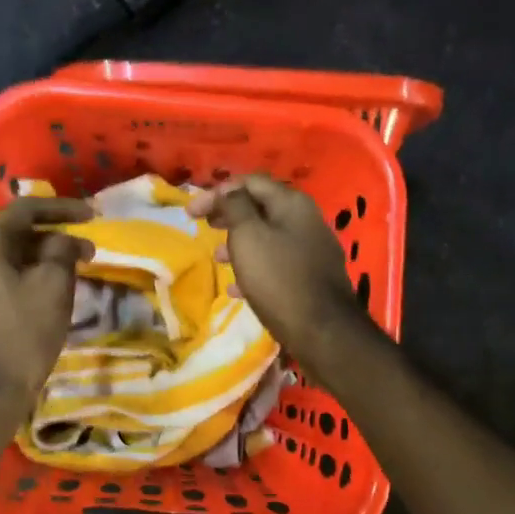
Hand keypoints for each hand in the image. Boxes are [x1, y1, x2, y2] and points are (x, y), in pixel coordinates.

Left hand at [0, 196, 93, 416]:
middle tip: (89, 251)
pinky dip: (30, 281)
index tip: (93, 215)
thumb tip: (65, 240)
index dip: (62, 208)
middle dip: (55, 238)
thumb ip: (62, 251)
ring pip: (11, 261)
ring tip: (75, 274)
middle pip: (16, 235)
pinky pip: (3, 284)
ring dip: (44, 261)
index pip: (26, 209)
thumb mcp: (53, 287)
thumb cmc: (21, 334)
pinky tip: (50, 298)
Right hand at [188, 176, 369, 377]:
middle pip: (261, 207)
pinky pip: (277, 262)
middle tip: (203, 226)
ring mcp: (313, 248)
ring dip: (239, 241)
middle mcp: (306, 219)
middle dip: (229, 214)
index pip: (250, 182)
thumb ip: (236, 207)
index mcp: (292, 203)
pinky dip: (255, 266)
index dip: (217, 192)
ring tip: (217, 257)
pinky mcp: (313, 276)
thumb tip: (230, 191)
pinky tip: (237, 287)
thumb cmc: (278, 279)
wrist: (323, 331)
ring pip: (268, 235)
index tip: (191, 212)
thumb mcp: (248, 237)